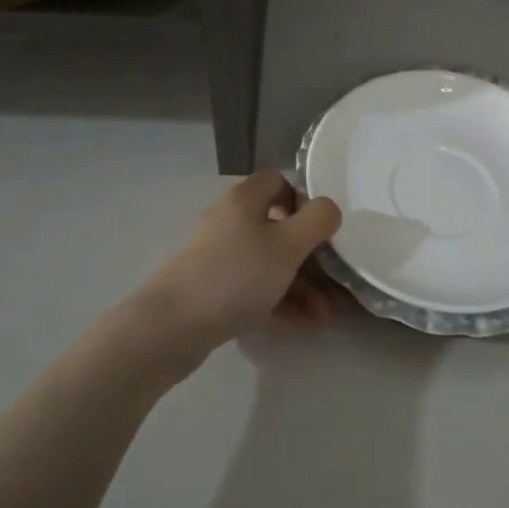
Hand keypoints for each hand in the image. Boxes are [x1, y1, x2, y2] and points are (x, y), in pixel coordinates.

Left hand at [135, 170, 344, 351]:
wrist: (172, 326)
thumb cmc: (236, 276)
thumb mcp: (288, 244)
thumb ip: (317, 220)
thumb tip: (328, 209)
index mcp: (245, 200)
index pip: (277, 180)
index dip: (303, 200)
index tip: (322, 229)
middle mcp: (231, 222)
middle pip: (279, 229)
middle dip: (312, 259)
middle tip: (337, 286)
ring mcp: (220, 258)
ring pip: (271, 264)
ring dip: (302, 286)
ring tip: (325, 317)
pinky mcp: (215, 290)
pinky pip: (256, 289)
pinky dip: (281, 302)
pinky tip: (304, 326)